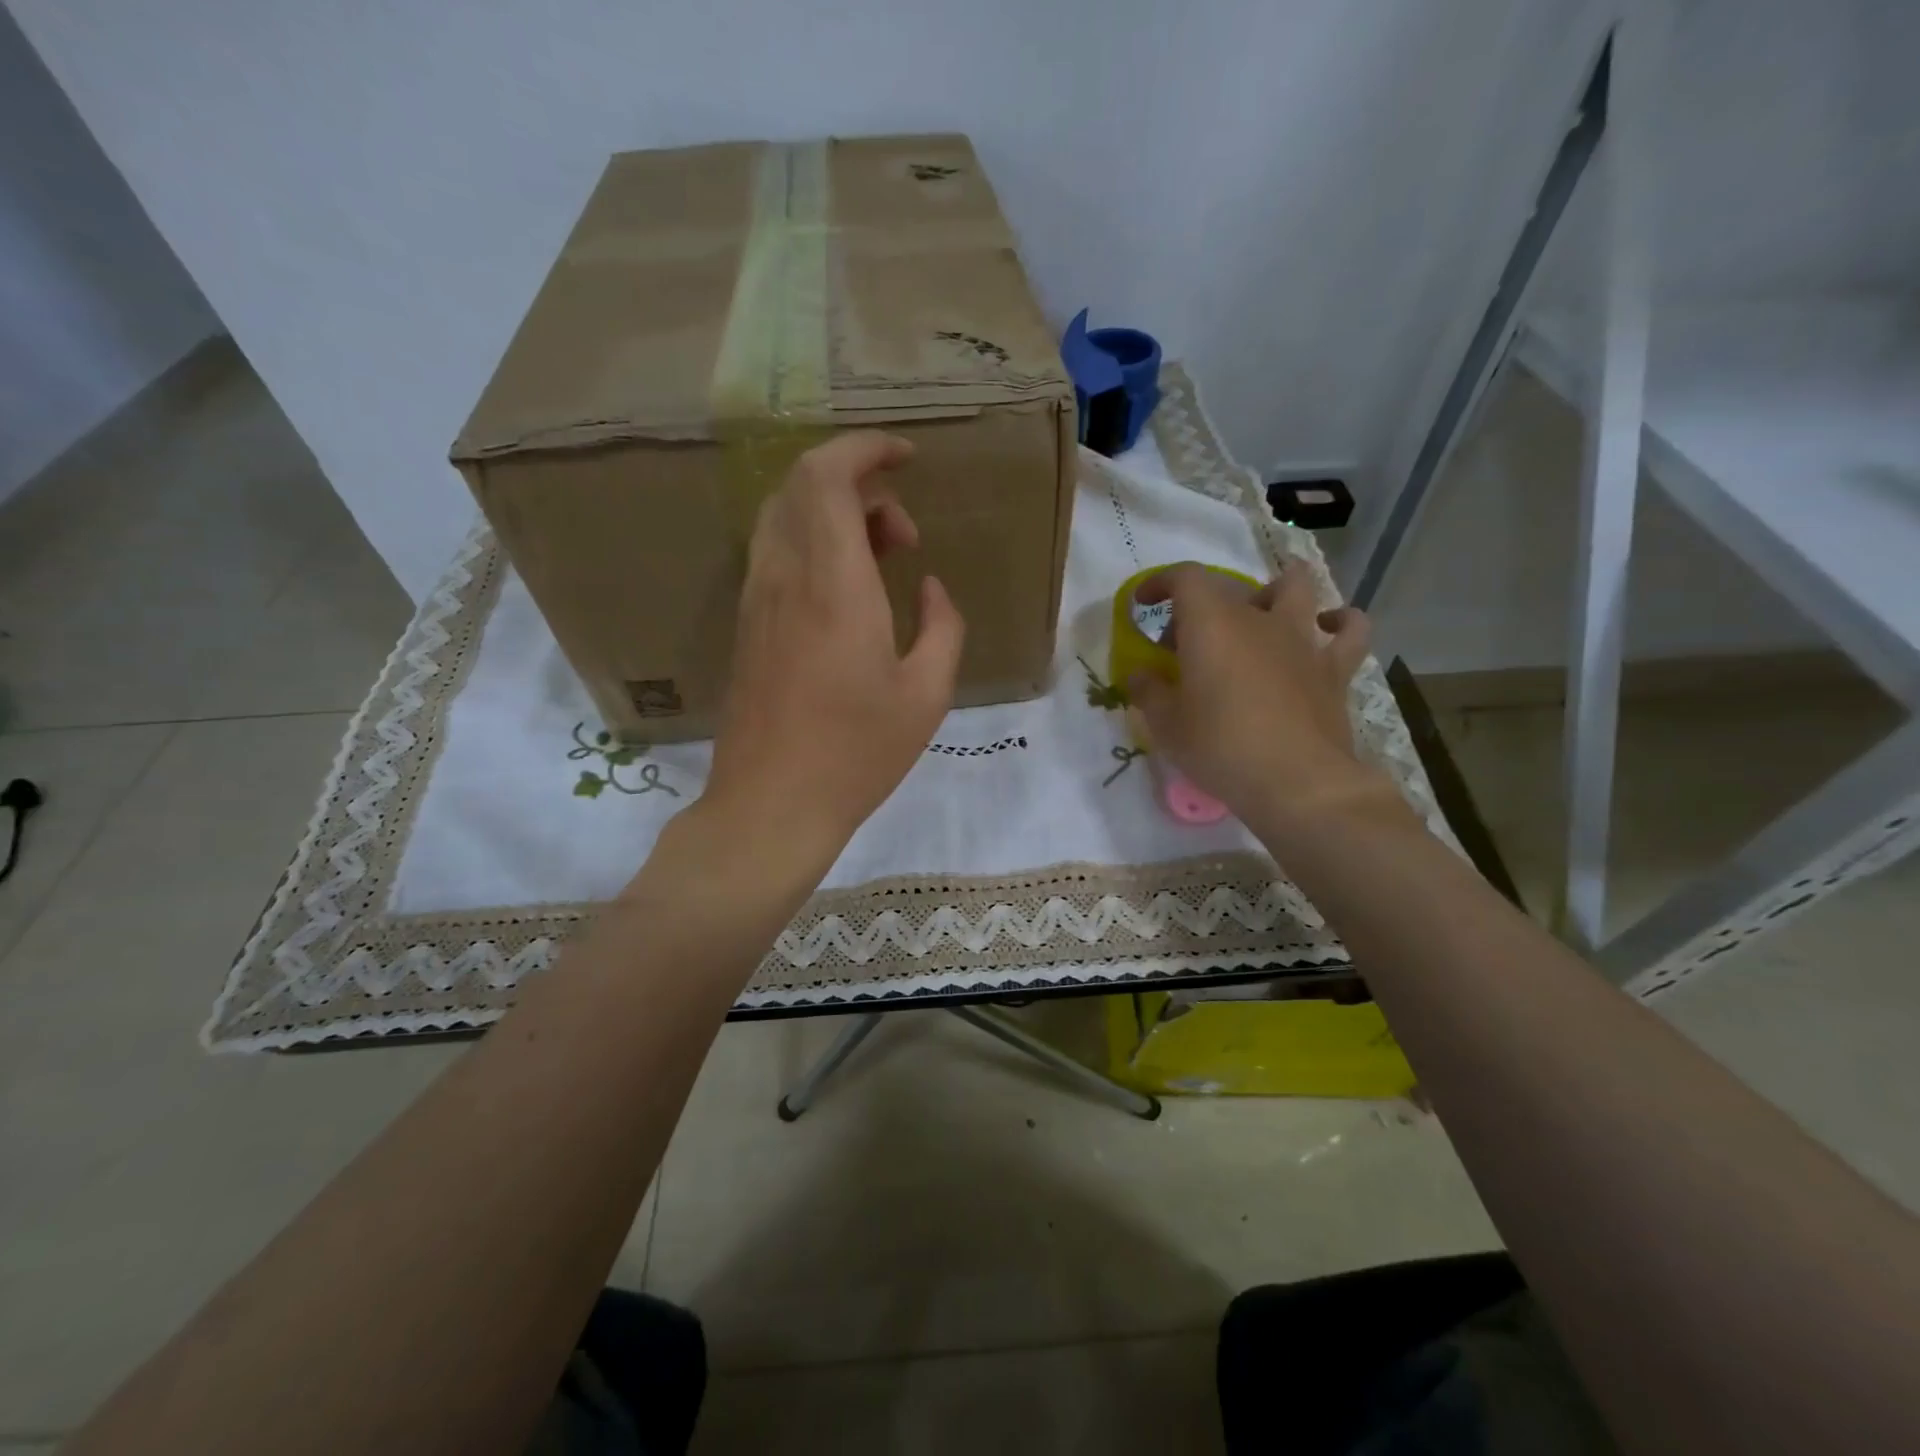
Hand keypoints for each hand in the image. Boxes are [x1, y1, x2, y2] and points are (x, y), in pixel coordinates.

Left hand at [703, 432, 964, 873]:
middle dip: (860, 484)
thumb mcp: (926, 693)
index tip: (906, 456)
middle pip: (802, 485)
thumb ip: (942, 626)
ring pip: (784, 516)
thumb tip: (930, 589)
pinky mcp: (747, 624)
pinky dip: (812, 544)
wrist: (772, 803)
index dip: (865, 448)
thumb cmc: (857, 752)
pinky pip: (775, 553)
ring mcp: (757, 599)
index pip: (827, 475)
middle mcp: (785, 576)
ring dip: (834, 515)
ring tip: (881, 561)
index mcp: (833, 583)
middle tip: (904, 536)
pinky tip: (846, 593)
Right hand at [1126, 561, 1399, 836]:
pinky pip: (1349, 629)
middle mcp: (1259, 619)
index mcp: (1212, 624)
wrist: (1296, 782)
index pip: (1185, 577)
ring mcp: (1302, 640)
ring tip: (1261, 610)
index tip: (1143, 604)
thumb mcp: (1165, 724)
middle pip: (1229, 589)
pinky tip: (1327, 629)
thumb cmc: (1219, 746)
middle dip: (1200, 608)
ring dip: (1276, 589)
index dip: (1160, 582)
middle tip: (1184, 644)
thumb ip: (1148, 691)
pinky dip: (1339, 621)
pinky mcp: (1334, 668)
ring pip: (1298, 587)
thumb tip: (1140, 675)